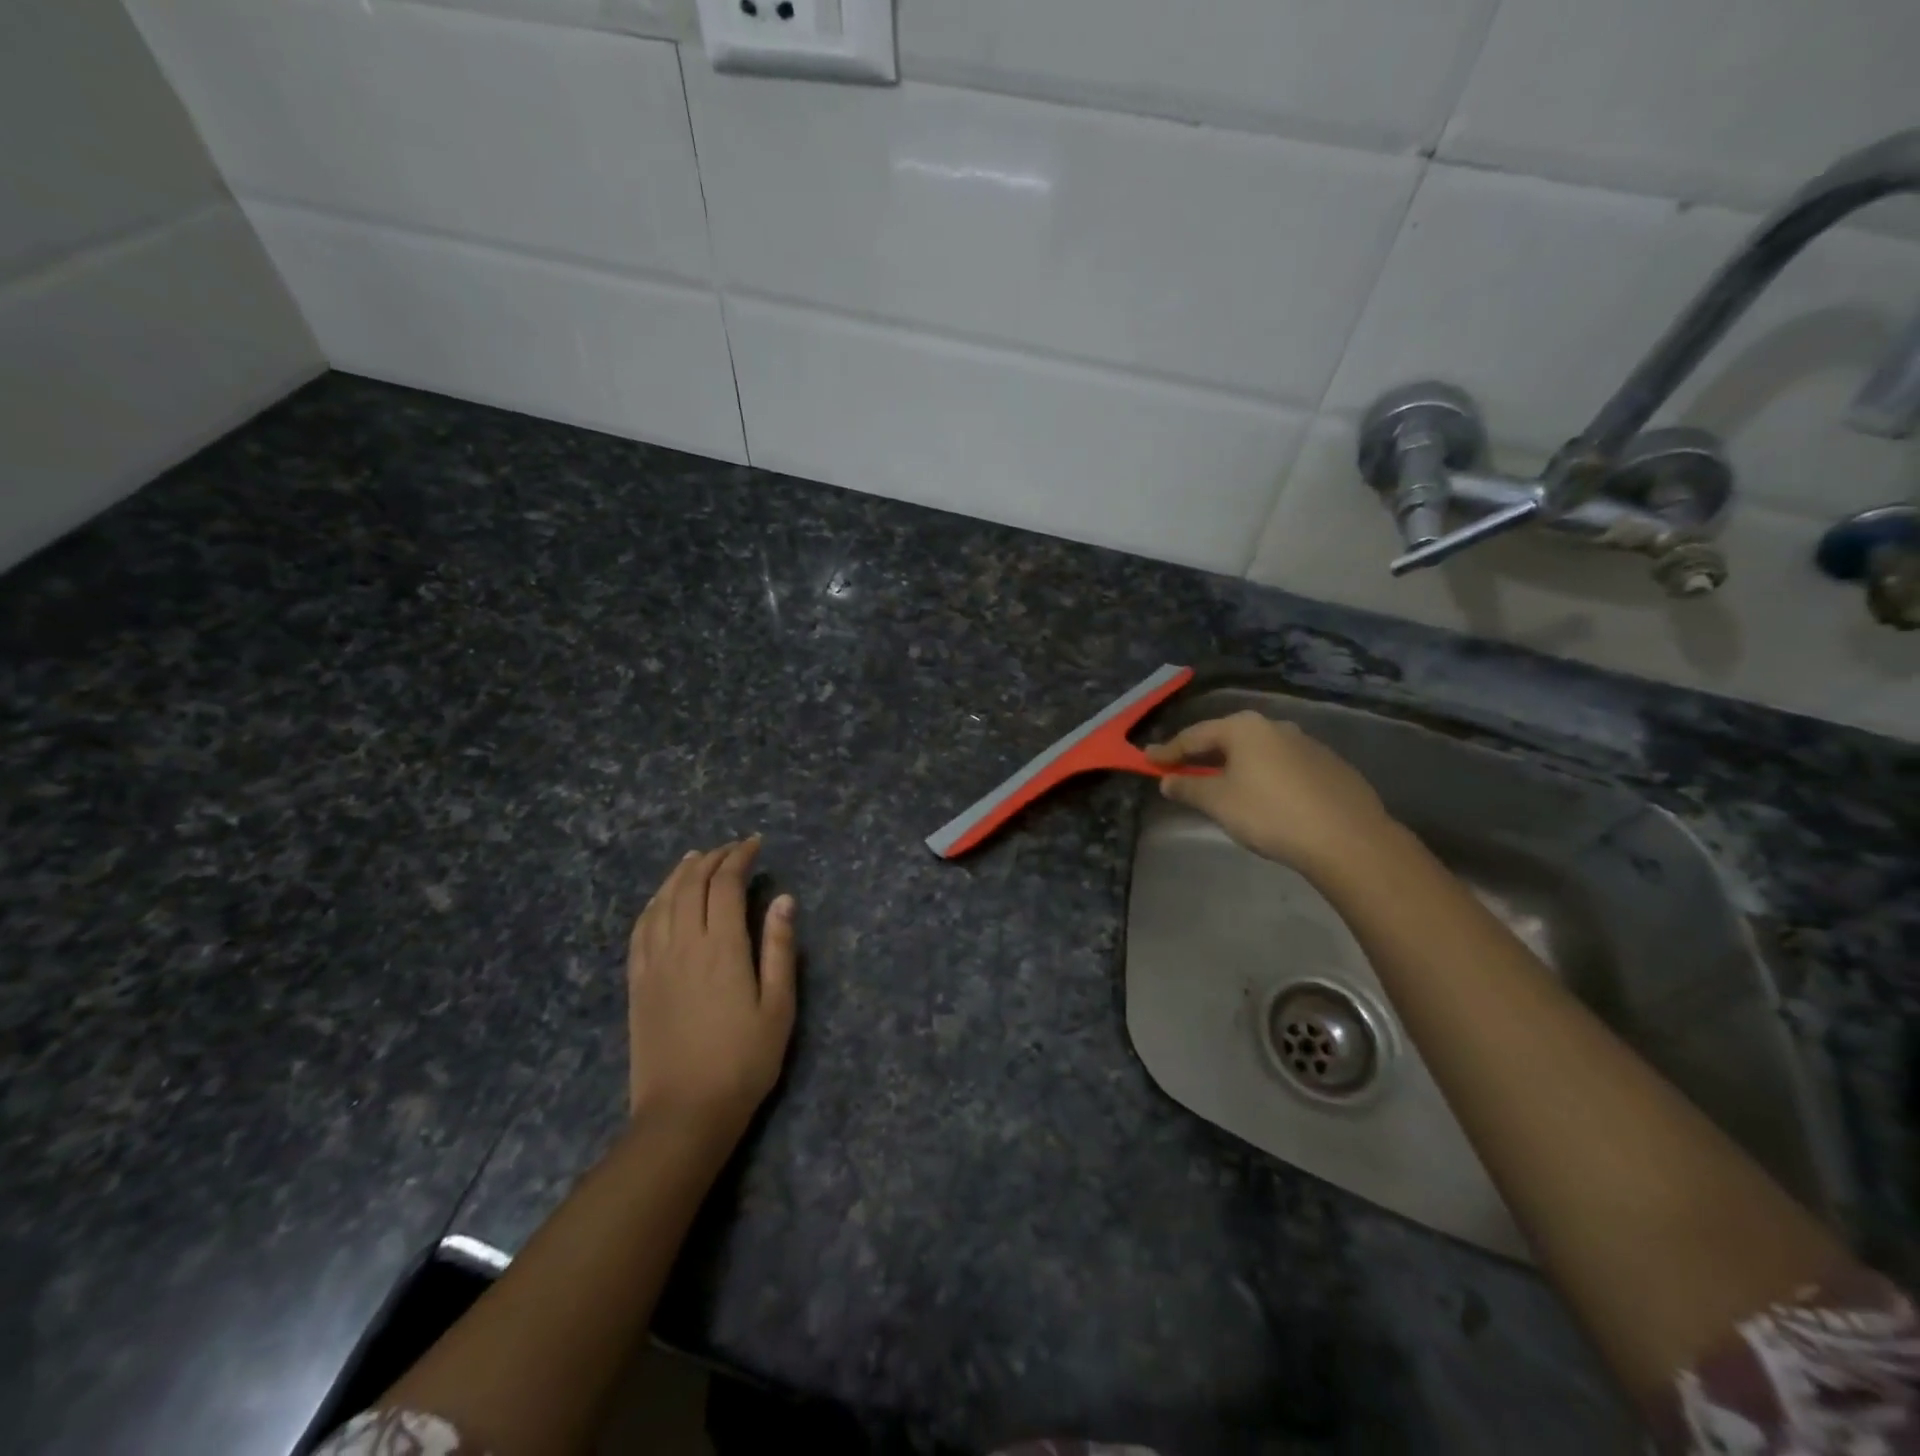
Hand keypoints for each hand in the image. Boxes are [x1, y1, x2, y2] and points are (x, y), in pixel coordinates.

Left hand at [627, 838, 796, 1128]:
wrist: (684, 1113)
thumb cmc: (743, 1062)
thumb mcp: (778, 1007)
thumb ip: (779, 949)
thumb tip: (784, 899)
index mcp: (722, 948)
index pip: (725, 885)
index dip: (739, 857)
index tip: (755, 844)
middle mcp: (683, 945)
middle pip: (691, 885)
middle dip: (712, 859)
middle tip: (732, 848)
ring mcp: (654, 963)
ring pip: (663, 901)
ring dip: (680, 873)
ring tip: (696, 858)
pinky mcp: (637, 982)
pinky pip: (640, 929)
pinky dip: (653, 902)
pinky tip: (661, 898)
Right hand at [1145, 712, 1399, 880]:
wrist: (1347, 839)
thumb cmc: (1270, 814)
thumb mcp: (1218, 802)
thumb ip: (1189, 787)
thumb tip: (1168, 780)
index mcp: (1244, 728)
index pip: (1194, 736)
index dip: (1168, 751)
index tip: (1147, 760)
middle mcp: (1275, 726)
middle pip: (1227, 739)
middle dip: (1202, 755)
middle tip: (1181, 769)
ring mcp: (1307, 744)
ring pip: (1258, 751)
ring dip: (1235, 765)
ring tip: (1221, 784)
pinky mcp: (1329, 766)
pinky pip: (1283, 766)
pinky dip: (1264, 775)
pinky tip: (1264, 797)